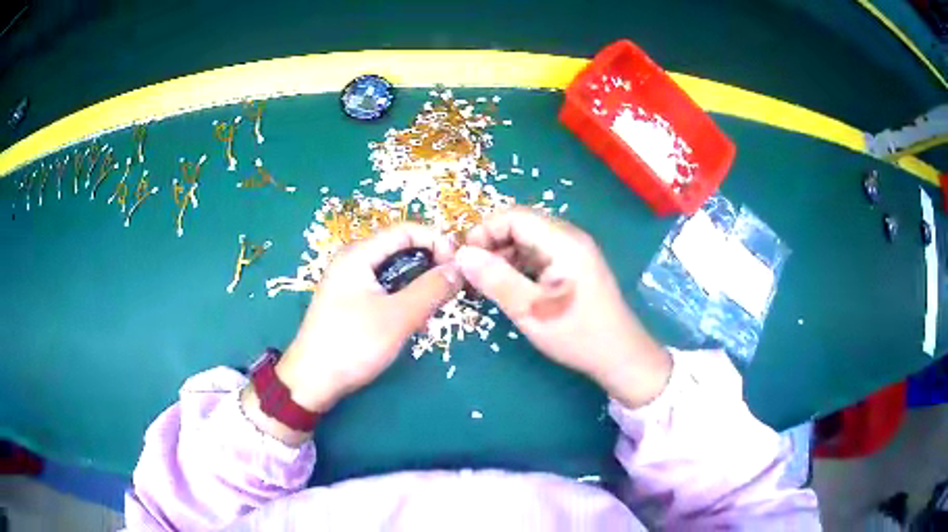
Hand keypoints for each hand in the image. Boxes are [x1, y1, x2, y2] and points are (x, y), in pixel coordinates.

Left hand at [276, 224, 461, 412]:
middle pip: (401, 248)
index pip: (407, 230)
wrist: (312, 381)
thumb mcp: (398, 317)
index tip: (458, 268)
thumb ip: (431, 289)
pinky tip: (415, 322)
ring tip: (435, 310)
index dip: (437, 241)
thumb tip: (460, 268)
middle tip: (451, 290)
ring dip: (419, 285)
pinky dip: (404, 298)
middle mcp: (354, 260)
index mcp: (359, 254)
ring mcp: (350, 281)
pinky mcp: (351, 301)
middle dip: (430, 265)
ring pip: (395, 271)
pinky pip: (385, 289)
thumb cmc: (352, 344)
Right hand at [455, 208, 671, 407]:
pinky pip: (537, 255)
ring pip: (526, 241)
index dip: (483, 232)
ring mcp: (573, 251)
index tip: (465, 260)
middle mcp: (569, 238)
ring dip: (502, 257)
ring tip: (486, 285)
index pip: (513, 216)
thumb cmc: (578, 334)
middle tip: (472, 275)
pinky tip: (508, 288)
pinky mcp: (572, 265)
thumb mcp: (531, 310)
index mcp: (563, 241)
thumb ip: (495, 280)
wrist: (620, 355)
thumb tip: (461, 255)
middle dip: (491, 245)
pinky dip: (518, 267)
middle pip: (520, 225)